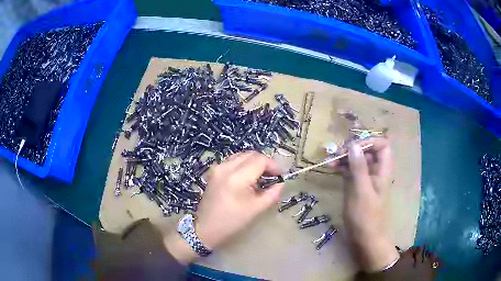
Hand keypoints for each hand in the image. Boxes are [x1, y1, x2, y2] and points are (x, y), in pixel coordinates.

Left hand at [164, 151, 283, 263]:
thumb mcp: (256, 210)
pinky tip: (247, 178)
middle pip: (250, 154)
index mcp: (237, 177)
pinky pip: (232, 161)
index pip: (260, 160)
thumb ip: (272, 194)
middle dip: (264, 162)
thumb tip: (281, 183)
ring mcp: (217, 168)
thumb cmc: (232, 222)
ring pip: (241, 156)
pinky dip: (243, 165)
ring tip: (261, 176)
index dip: (273, 165)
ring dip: (254, 162)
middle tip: (273, 175)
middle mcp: (226, 167)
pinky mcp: (214, 172)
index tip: (281, 175)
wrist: (205, 228)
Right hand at [336, 138, 399, 271]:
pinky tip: (332, 168)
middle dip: (352, 148)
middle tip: (336, 153)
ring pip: (357, 160)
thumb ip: (359, 167)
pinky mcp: (357, 186)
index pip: (382, 145)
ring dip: (345, 158)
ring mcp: (366, 179)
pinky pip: (351, 171)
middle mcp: (376, 171)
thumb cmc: (366, 216)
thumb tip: (353, 144)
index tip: (352, 147)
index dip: (369, 141)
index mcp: (383, 170)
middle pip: (368, 151)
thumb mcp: (361, 191)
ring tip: (330, 160)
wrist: (365, 239)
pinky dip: (342, 167)